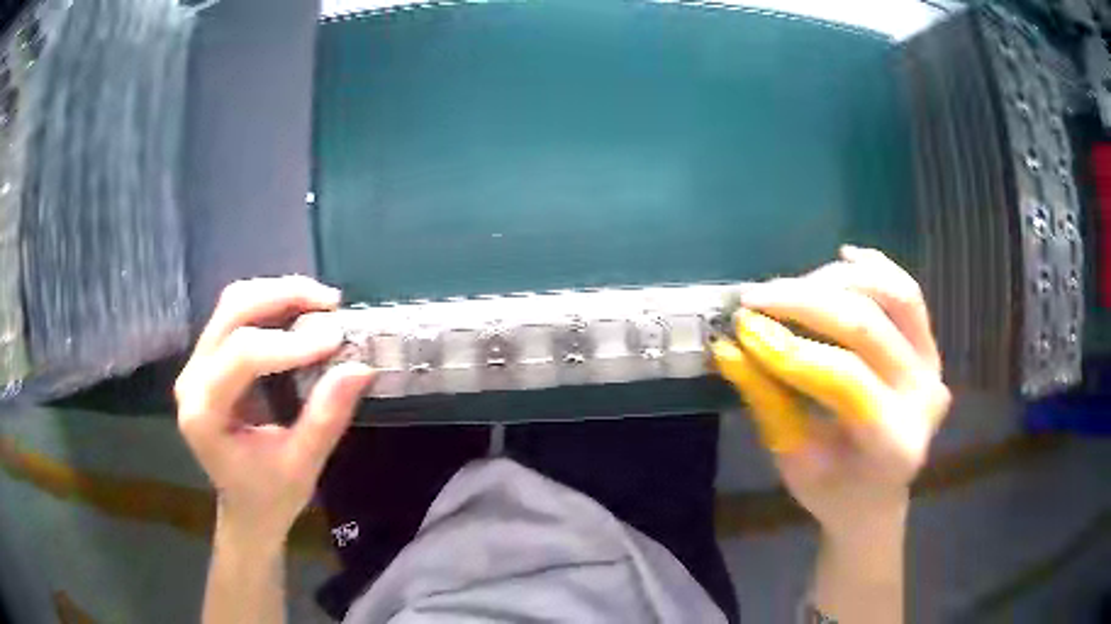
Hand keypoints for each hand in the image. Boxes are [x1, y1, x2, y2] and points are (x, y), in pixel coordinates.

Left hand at [175, 276, 373, 546]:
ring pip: (233, 304)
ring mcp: (197, 364)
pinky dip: (272, 305)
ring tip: (321, 302)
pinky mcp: (209, 358)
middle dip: (283, 298)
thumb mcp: (302, 465)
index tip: (336, 339)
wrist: (246, 508)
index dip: (289, 343)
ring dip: (279, 294)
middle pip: (232, 313)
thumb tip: (361, 367)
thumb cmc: (270, 496)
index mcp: (204, 413)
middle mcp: (191, 379)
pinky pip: (237, 314)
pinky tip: (301, 312)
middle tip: (330, 303)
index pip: (241, 356)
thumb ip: (326, 417)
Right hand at [712, 246, 949, 539]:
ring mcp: (934, 366)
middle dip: (805, 303)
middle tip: (754, 297)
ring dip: (836, 281)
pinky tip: (842, 257)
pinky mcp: (931, 347)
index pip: (846, 380)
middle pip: (868, 327)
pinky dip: (874, 269)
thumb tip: (729, 345)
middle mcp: (924, 397)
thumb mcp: (793, 459)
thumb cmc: (832, 491)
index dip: (793, 350)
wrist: (876, 497)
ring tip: (791, 286)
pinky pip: (908, 294)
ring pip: (893, 296)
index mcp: (894, 445)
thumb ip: (767, 399)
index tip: (743, 329)